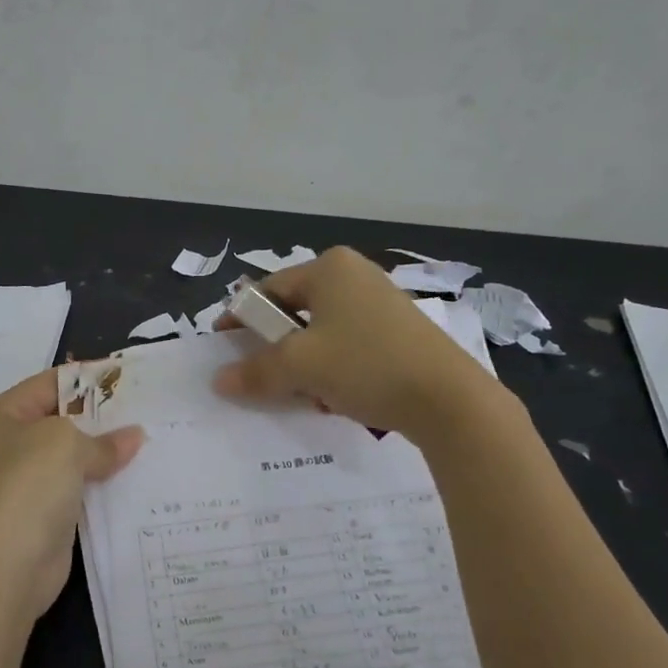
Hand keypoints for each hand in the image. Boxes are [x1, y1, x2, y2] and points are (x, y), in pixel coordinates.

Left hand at [0, 369, 144, 619]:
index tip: (129, 376)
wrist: (0, 570)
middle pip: (61, 420)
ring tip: (150, 441)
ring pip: (71, 458)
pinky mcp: (40, 517)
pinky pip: (76, 491)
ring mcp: (21, 484)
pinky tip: (135, 479)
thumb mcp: (65, 445)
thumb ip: (102, 439)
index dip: (89, 378)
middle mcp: (5, 446)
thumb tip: (134, 437)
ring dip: (104, 453)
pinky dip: (102, 485)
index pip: (50, 383)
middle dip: (101, 417)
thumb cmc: (25, 487)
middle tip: (147, 409)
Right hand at [212, 246, 506, 436]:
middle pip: (295, 310)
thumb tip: (219, 380)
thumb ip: (256, 370)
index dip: (241, 318)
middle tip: (258, 374)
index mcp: (330, 268)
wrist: (448, 399)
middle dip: (274, 345)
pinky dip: (332, 367)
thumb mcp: (301, 367)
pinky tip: (333, 396)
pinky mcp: (399, 331)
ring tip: (297, 392)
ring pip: (322, 331)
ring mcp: (381, 303)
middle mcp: (355, 275)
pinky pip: (349, 344)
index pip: (268, 290)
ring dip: (303, 361)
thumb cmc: (366, 365)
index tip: (222, 346)